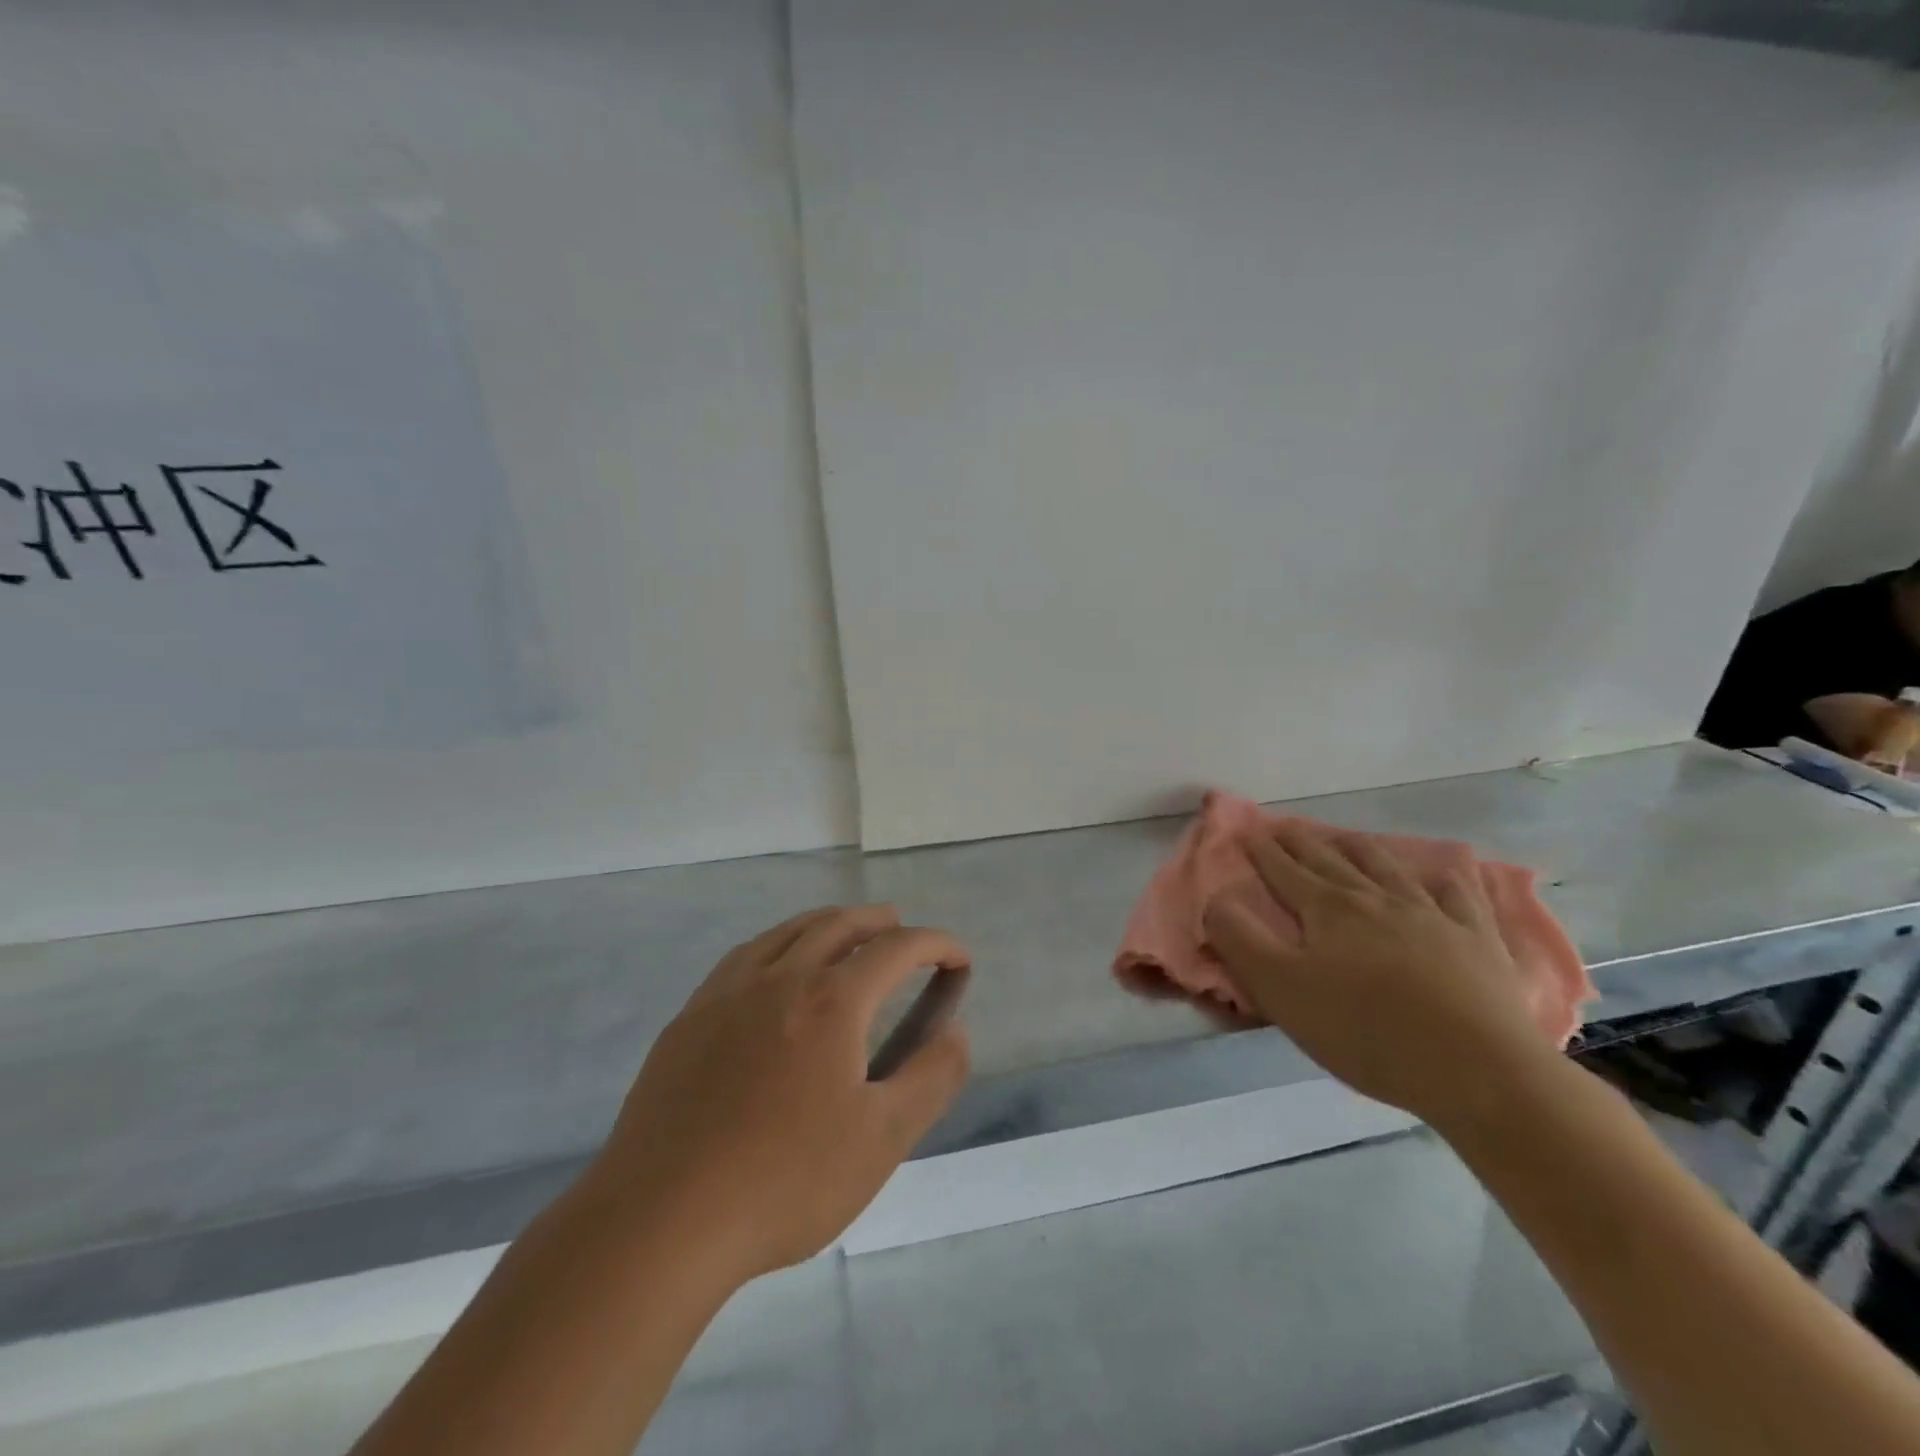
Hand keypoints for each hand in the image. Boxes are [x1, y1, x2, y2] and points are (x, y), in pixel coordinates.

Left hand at [587, 906, 970, 1283]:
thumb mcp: (882, 1139)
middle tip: (902, 929)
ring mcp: (726, 993)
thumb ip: (931, 1077)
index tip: (959, 958)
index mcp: (832, 1000)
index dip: (936, 945)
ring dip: (827, 924)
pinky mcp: (689, 1019)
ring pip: (786, 932)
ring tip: (845, 936)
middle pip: (838, 924)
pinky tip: (774, 972)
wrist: (660, 1221)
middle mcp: (780, 978)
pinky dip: (777, 945)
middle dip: (879, 921)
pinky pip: (744, 957)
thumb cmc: (785, 1182)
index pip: (897, 949)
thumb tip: (957, 1031)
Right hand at [1203, 825, 1558, 1125]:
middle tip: (1283, 826)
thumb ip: (1239, 940)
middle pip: (1330, 860)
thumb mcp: (1281, 991)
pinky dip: (1442, 878)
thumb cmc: (1366, 1031)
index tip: (1246, 831)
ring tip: (1345, 838)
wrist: (1478, 1070)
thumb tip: (1215, 900)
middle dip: (1301, 841)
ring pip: (1387, 867)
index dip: (1262, 850)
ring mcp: (1431, 914)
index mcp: (1326, 910)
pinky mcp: (1476, 938)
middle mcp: (1375, 899)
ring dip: (1359, 848)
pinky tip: (1438, 874)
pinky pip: (1457, 894)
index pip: (1284, 870)